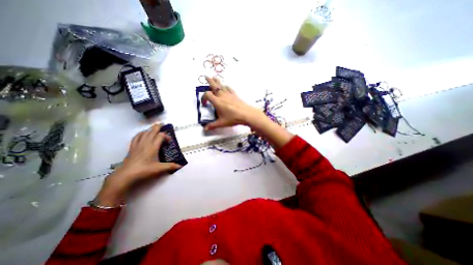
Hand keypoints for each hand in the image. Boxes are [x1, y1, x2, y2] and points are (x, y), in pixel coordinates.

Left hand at [93, 124, 180, 207]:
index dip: (166, 136)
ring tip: (153, 129)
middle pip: (152, 131)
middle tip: (162, 124)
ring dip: (149, 129)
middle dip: (157, 127)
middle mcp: (146, 143)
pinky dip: (140, 134)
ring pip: (144, 133)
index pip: (161, 136)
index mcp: (153, 147)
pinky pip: (136, 137)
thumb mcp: (159, 169)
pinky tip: (142, 135)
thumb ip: (170, 166)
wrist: (126, 175)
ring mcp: (138, 144)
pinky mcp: (132, 147)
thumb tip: (180, 166)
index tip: (169, 141)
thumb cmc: (144, 170)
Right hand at [203, 76, 294, 149]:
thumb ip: (213, 125)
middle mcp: (222, 96)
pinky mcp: (235, 95)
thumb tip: (205, 129)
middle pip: (214, 86)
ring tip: (215, 78)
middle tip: (206, 77)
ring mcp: (229, 94)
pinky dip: (226, 86)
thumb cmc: (233, 118)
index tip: (204, 104)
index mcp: (217, 102)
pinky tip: (226, 87)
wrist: (246, 114)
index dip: (203, 98)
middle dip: (210, 81)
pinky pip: (229, 88)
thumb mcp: (222, 123)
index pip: (207, 95)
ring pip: (222, 85)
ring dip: (217, 81)